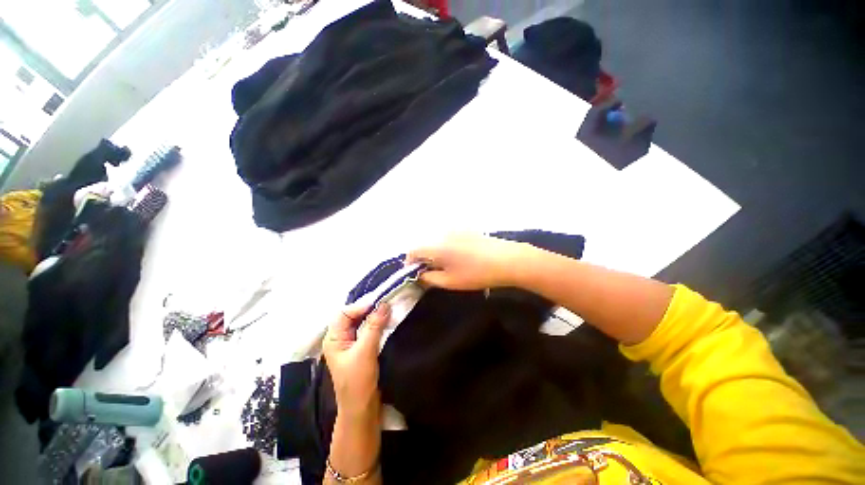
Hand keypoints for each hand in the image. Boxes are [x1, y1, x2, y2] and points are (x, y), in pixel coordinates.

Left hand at [323, 303, 390, 416]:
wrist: (362, 409)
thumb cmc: (358, 381)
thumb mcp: (365, 351)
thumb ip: (374, 326)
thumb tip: (384, 304)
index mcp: (334, 338)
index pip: (344, 313)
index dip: (360, 306)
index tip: (379, 303)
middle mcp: (341, 338)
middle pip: (353, 316)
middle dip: (369, 309)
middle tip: (386, 304)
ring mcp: (351, 344)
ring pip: (362, 323)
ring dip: (374, 316)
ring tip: (389, 311)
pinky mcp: (362, 348)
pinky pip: (369, 330)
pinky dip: (378, 324)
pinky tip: (387, 321)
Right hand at [406, 233, 528, 289]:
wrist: (508, 260)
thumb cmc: (477, 274)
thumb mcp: (450, 281)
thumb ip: (429, 278)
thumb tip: (419, 275)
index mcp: (436, 246)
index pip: (413, 251)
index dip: (410, 263)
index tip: (414, 274)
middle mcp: (442, 233)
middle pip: (424, 244)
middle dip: (423, 259)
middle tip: (430, 273)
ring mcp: (455, 229)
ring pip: (436, 241)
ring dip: (435, 253)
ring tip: (445, 267)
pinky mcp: (466, 230)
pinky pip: (448, 238)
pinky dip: (446, 248)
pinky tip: (458, 258)